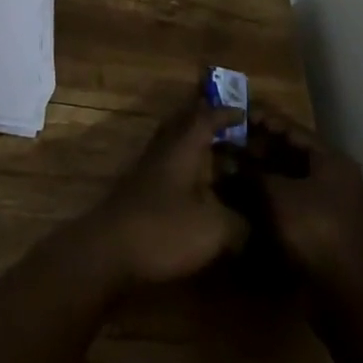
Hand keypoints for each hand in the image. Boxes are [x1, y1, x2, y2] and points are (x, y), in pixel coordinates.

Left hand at [74, 96, 247, 288]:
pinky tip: (202, 189)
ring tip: (224, 158)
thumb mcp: (213, 229)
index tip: (246, 113)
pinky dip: (189, 167)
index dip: (226, 113)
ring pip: (176, 144)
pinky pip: (170, 164)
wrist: (109, 249)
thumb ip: (239, 222)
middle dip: (209, 122)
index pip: (205, 117)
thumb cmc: (163, 230)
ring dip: (198, 145)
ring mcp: (149, 168)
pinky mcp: (141, 189)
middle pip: (185, 123)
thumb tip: (253, 223)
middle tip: (235, 130)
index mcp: (182, 147)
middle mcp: (164, 149)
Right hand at [248, 104, 362, 295]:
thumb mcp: (276, 194)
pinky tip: (247, 195)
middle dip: (260, 148)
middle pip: (292, 153)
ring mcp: (332, 205)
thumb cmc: (313, 230)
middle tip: (229, 141)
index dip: (262, 120)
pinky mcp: (324, 229)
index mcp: (331, 161)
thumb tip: (230, 161)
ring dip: (264, 173)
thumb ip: (253, 172)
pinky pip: (294, 201)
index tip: (236, 114)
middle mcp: (336, 178)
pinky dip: (272, 195)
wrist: (345, 294)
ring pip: (292, 178)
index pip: (292, 129)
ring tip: (233, 166)